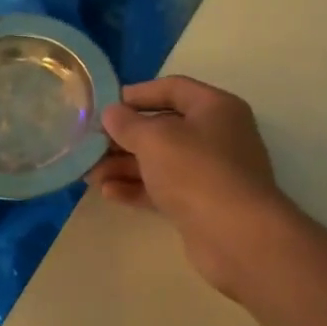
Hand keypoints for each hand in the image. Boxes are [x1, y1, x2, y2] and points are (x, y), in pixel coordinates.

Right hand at [89, 75, 299, 302]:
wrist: (237, 236)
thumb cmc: (196, 171)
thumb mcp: (154, 138)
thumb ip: (127, 123)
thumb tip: (111, 113)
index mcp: (215, 108)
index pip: (172, 88)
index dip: (137, 94)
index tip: (105, 107)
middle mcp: (216, 136)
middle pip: (163, 128)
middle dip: (123, 137)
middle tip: (90, 146)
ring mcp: (210, 173)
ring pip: (160, 161)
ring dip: (124, 165)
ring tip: (90, 175)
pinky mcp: (201, 205)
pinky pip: (163, 189)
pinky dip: (136, 188)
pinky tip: (108, 192)